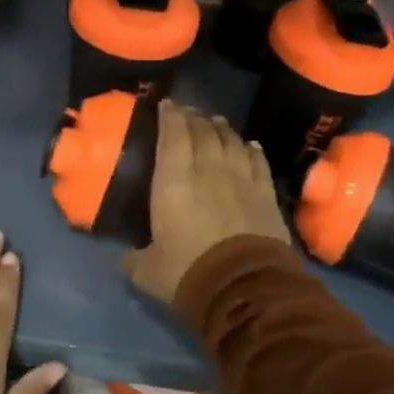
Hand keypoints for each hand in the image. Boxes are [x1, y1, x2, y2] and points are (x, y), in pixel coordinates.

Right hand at [123, 100, 293, 304]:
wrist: (246, 289)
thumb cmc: (189, 273)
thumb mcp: (148, 271)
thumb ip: (135, 258)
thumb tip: (128, 257)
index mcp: (173, 180)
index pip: (172, 134)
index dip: (169, 115)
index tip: (166, 104)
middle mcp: (207, 169)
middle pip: (202, 131)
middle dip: (193, 117)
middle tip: (188, 112)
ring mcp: (241, 178)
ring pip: (231, 140)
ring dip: (221, 128)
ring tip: (214, 122)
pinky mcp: (266, 193)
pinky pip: (258, 161)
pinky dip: (251, 149)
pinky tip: (249, 144)